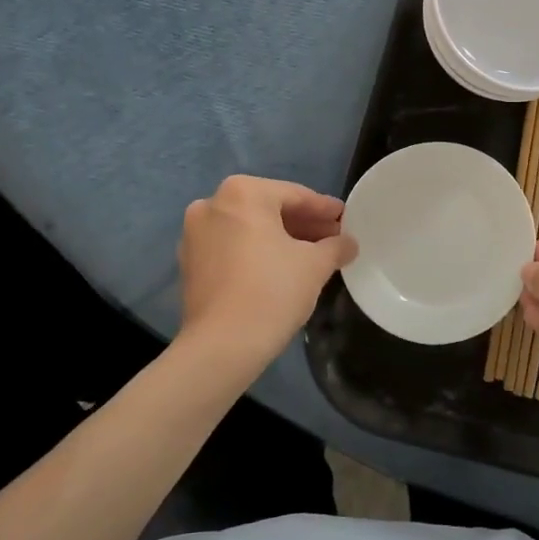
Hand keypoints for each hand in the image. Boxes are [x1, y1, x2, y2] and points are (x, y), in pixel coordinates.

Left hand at [176, 176, 355, 369]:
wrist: (222, 346)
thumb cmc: (273, 291)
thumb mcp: (315, 265)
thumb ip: (336, 246)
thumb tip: (348, 243)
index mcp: (242, 193)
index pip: (295, 195)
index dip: (325, 209)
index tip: (345, 218)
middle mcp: (212, 204)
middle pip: (269, 210)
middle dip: (303, 225)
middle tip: (333, 239)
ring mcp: (194, 235)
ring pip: (249, 229)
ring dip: (280, 239)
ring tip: (312, 256)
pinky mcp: (189, 264)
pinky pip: (232, 248)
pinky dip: (256, 253)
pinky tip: (281, 269)